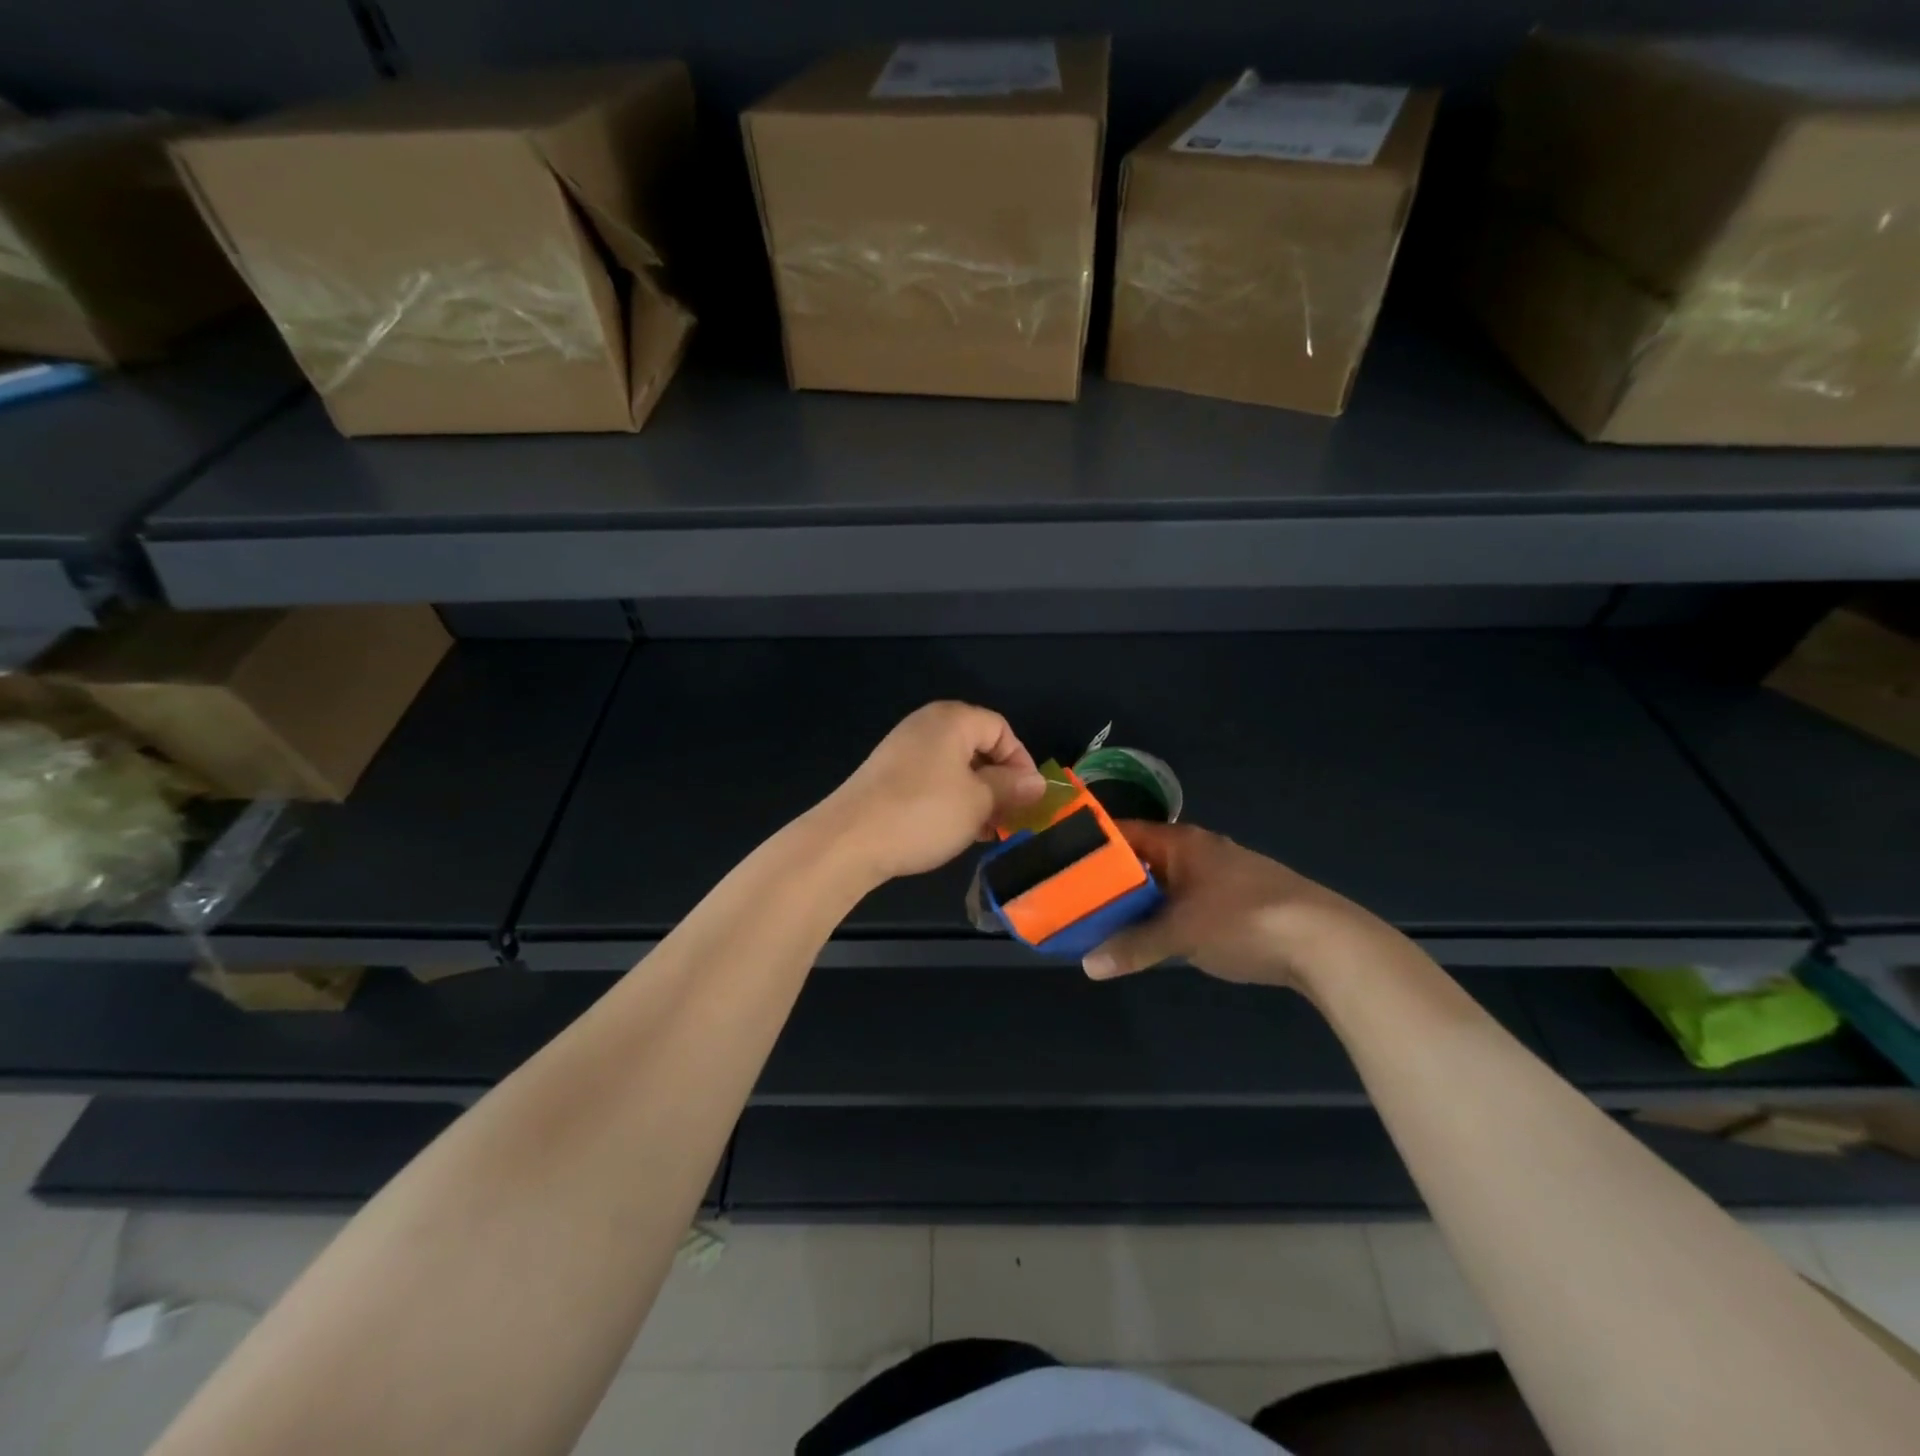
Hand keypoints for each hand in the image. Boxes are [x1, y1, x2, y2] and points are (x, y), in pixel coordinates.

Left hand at [819, 702, 1046, 881]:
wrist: (848, 840)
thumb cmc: (923, 814)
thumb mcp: (978, 802)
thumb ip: (1011, 787)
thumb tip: (1037, 782)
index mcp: (952, 720)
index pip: (1001, 730)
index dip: (1021, 762)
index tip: (1028, 798)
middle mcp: (926, 726)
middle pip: (978, 747)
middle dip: (1000, 782)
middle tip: (1010, 817)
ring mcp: (903, 750)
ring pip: (955, 768)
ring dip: (977, 796)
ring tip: (987, 830)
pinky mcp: (887, 776)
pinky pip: (932, 781)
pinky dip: (951, 801)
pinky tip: (957, 831)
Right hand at [1083, 821, 1380, 988]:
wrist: (1325, 942)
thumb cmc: (1244, 920)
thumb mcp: (1181, 934)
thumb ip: (1134, 946)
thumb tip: (1088, 965)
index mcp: (1181, 842)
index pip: (1123, 833)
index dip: (1091, 847)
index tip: (1060, 865)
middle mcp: (1198, 851)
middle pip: (1142, 860)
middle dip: (1111, 881)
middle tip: (1074, 901)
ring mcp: (1220, 876)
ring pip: (1165, 884)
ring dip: (1139, 902)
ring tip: (1103, 922)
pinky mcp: (1237, 902)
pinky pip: (1185, 902)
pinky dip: (1164, 916)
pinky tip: (1151, 937)